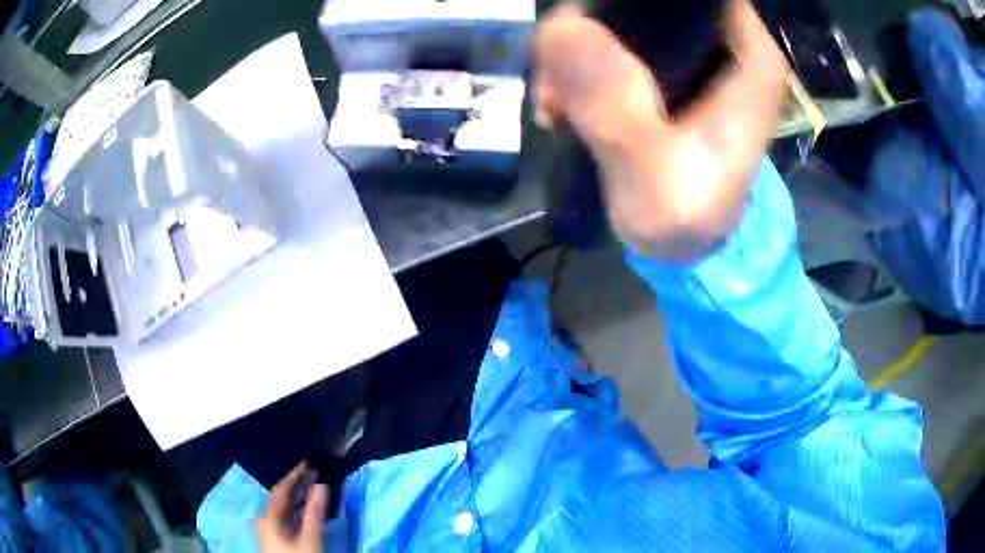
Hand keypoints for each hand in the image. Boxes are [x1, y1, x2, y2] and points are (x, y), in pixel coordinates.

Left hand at [255, 463, 327, 552]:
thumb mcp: (310, 538)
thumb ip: (314, 512)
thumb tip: (321, 485)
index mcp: (268, 516)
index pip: (281, 489)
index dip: (295, 475)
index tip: (309, 463)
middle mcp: (264, 519)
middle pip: (280, 497)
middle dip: (297, 485)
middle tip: (314, 473)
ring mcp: (268, 530)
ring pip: (283, 508)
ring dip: (297, 498)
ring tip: (314, 488)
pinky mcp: (274, 539)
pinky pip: (285, 518)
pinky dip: (296, 511)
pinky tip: (307, 511)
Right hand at [534, 0, 788, 260]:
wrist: (682, 244)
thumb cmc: (687, 216)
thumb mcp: (656, 176)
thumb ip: (616, 107)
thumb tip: (560, 29)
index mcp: (747, 54)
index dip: (630, 0)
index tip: (587, 22)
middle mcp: (721, 39)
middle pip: (643, 0)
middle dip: (589, 26)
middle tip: (557, 81)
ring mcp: (688, 50)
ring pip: (617, 15)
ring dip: (573, 52)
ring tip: (555, 104)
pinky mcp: (659, 66)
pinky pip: (605, 41)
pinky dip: (574, 67)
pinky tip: (561, 106)